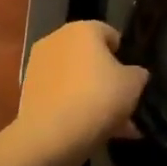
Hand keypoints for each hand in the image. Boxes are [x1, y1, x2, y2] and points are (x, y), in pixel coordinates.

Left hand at [15, 21, 148, 165]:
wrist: (51, 136)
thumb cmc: (98, 97)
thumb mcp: (134, 84)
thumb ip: (137, 74)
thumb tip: (134, 74)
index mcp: (82, 29)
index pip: (110, 34)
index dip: (125, 55)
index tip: (133, 78)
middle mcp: (56, 40)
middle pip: (90, 59)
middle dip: (108, 80)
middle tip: (125, 104)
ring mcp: (38, 67)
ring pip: (76, 80)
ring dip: (94, 97)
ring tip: (115, 126)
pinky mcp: (29, 93)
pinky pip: (62, 97)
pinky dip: (76, 109)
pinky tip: (95, 132)